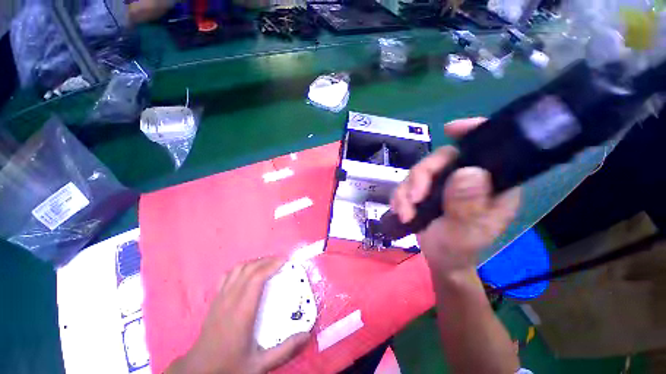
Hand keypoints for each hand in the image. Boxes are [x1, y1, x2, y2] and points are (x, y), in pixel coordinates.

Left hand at [166, 257, 309, 373]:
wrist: (199, 370)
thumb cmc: (230, 366)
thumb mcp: (260, 364)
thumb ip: (285, 350)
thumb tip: (307, 334)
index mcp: (242, 312)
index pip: (257, 278)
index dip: (271, 265)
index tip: (285, 260)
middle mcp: (230, 300)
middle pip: (249, 269)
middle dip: (266, 260)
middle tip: (281, 261)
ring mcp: (220, 298)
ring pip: (238, 269)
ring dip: (254, 262)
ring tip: (267, 264)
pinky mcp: (215, 300)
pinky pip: (228, 275)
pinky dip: (241, 268)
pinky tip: (248, 273)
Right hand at [390, 118, 520, 276]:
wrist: (440, 260)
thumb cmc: (460, 250)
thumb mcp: (465, 232)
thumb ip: (467, 205)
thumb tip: (467, 172)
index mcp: (491, 185)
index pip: (489, 148)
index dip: (472, 132)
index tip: (450, 130)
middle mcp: (467, 178)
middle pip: (440, 159)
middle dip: (420, 177)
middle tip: (412, 199)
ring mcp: (443, 183)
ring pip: (419, 171)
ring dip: (406, 191)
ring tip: (405, 213)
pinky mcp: (425, 189)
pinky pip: (407, 183)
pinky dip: (400, 196)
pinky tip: (400, 211)